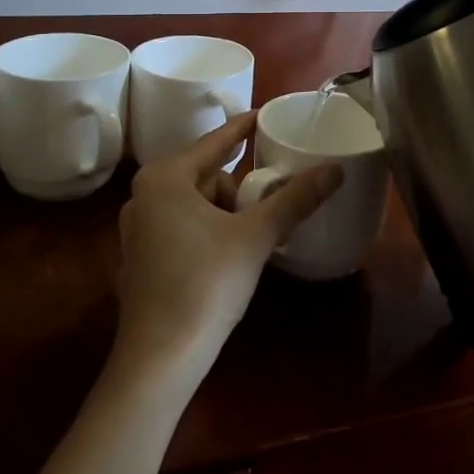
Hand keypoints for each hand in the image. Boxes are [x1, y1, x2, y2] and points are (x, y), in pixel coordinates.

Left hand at [113, 113, 342, 382]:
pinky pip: (182, 225)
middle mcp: (144, 196)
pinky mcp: (140, 258)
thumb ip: (295, 199)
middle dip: (240, 185)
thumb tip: (335, 169)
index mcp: (166, 178)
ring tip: (254, 233)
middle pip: (206, 174)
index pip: (215, 142)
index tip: (265, 115)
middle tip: (270, 202)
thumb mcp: (256, 236)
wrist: (159, 358)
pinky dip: (209, 228)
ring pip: (195, 202)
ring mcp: (137, 229)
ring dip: (226, 210)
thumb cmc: (205, 284)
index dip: (243, 128)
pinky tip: (230, 252)